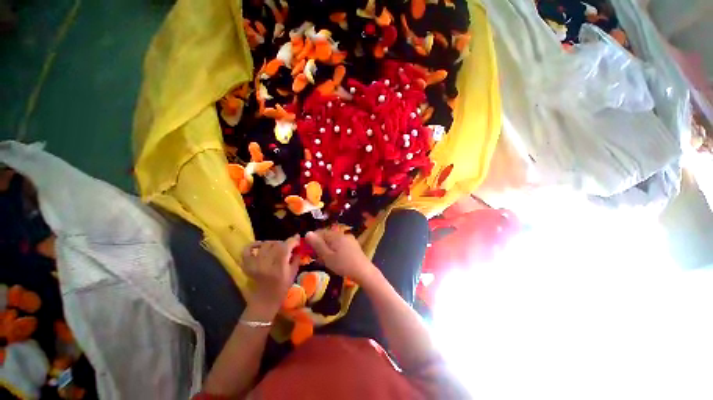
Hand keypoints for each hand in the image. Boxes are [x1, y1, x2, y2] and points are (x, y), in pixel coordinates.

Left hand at [241, 235, 299, 313]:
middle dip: (285, 243)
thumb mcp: (293, 273)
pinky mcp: (247, 265)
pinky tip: (260, 245)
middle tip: (289, 246)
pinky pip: (247, 250)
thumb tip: (298, 247)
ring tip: (277, 247)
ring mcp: (255, 263)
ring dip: (274, 243)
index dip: (293, 240)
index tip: (298, 240)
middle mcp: (266, 262)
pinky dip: (254, 245)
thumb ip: (296, 258)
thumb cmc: (282, 288)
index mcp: (279, 266)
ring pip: (265, 244)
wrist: (264, 300)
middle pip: (276, 244)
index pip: (286, 246)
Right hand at [305, 229, 375, 284]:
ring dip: (327, 248)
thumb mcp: (327, 256)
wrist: (363, 271)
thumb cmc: (343, 264)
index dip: (313, 239)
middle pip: (328, 236)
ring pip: (334, 241)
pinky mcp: (353, 245)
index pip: (321, 232)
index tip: (308, 250)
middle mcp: (343, 234)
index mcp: (336, 235)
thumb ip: (317, 244)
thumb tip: (308, 233)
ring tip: (325, 260)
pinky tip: (335, 259)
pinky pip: (341, 244)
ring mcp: (349, 239)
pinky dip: (335, 250)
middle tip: (317, 257)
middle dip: (320, 245)